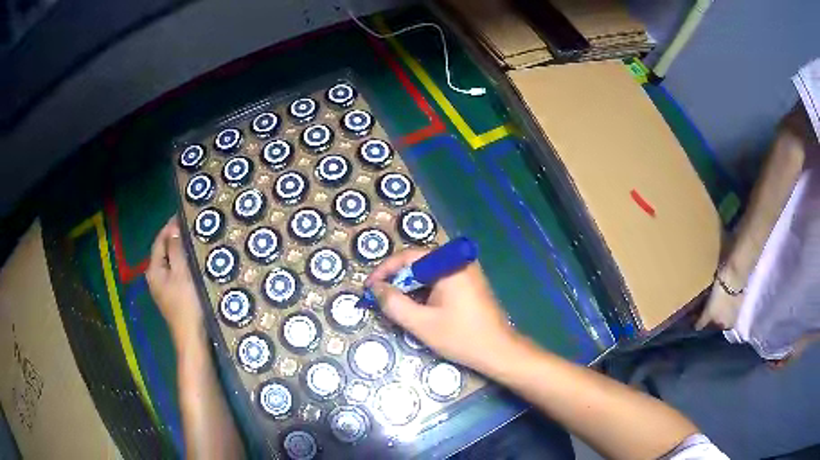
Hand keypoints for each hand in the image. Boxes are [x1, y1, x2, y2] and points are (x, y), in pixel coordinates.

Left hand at [146, 217, 204, 347]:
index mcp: (154, 270)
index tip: (184, 216)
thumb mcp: (182, 273)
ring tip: (195, 243)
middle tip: (192, 228)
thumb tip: (174, 228)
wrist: (192, 339)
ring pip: (170, 263)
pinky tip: (195, 264)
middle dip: (175, 239)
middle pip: (163, 251)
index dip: (170, 227)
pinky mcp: (172, 297)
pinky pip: (176, 273)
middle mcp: (154, 278)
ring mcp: (163, 289)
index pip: (159, 241)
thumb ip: (176, 250)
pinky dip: (183, 265)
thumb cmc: (186, 304)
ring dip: (180, 252)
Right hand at [366, 248, 520, 371]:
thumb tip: (375, 288)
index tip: (368, 288)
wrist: (499, 352)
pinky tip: (415, 308)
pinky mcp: (469, 283)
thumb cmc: (461, 337)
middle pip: (418, 264)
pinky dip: (424, 292)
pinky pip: (439, 281)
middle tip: (378, 299)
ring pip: (428, 274)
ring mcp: (466, 271)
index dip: (384, 271)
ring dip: (409, 288)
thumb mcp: (421, 323)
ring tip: (393, 306)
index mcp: (449, 264)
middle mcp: (458, 261)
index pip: (408, 257)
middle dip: (396, 281)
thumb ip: (393, 303)